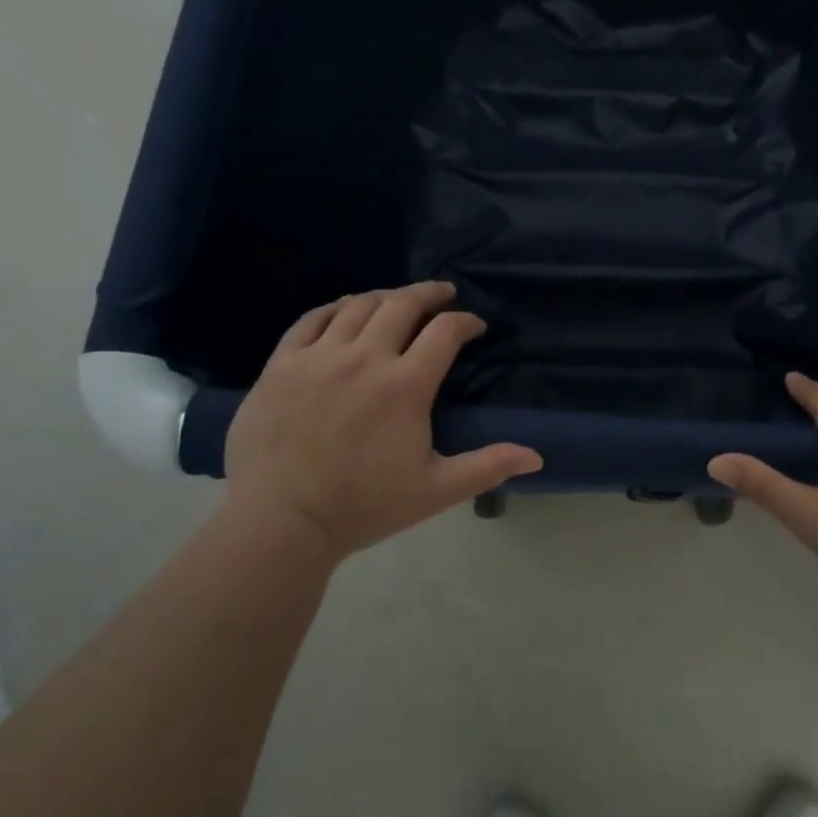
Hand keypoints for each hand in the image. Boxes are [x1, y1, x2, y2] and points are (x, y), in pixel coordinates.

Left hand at [224, 282, 542, 562]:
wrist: (280, 523)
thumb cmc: (363, 507)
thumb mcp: (435, 491)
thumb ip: (487, 467)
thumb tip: (536, 456)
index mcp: (406, 385)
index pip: (446, 331)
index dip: (466, 321)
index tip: (474, 326)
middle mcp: (365, 357)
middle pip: (403, 304)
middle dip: (430, 293)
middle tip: (443, 294)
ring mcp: (319, 356)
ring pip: (358, 305)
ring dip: (386, 297)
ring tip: (397, 300)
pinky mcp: (283, 363)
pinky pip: (312, 319)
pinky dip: (335, 308)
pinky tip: (345, 311)